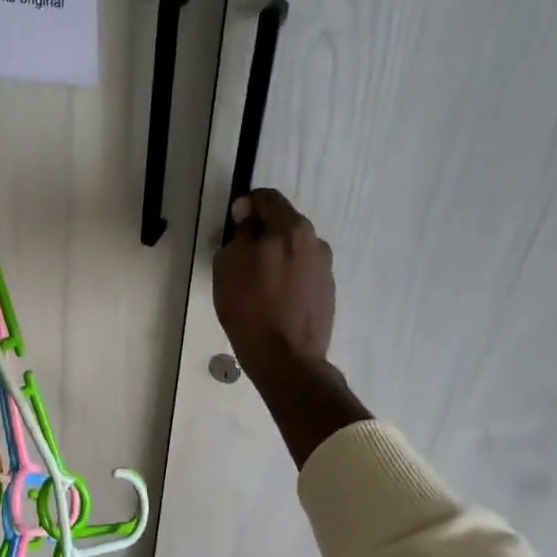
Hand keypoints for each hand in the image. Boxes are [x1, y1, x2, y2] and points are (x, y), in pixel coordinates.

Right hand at [213, 189, 335, 373]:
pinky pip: (303, 274)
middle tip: (241, 261)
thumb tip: (247, 217)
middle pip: (283, 224)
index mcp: (291, 229)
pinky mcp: (328, 292)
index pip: (267, 198)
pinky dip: (289, 279)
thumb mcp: (227, 266)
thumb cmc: (250, 309)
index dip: (246, 207)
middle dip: (262, 235)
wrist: (286, 359)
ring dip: (277, 258)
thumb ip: (239, 234)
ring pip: (294, 250)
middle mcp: (315, 242)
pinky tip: (275, 302)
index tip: (233, 227)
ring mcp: (325, 268)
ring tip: (259, 286)